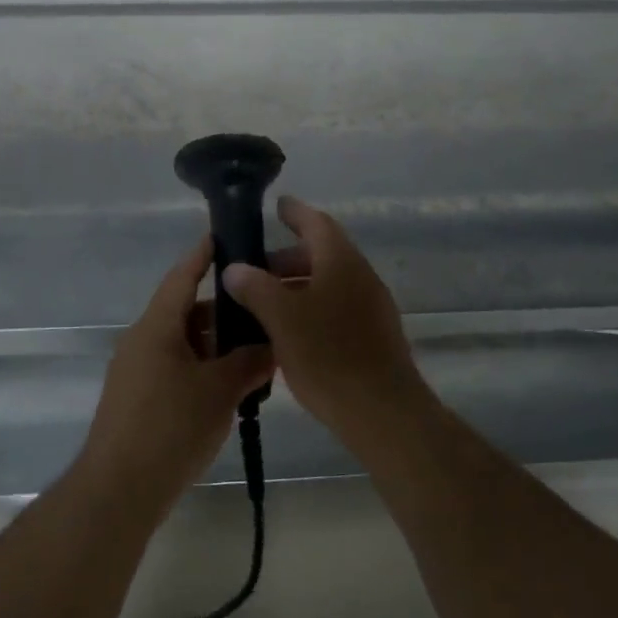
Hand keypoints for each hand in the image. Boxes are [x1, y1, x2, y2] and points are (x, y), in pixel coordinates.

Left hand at [81, 238, 274, 503]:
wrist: (119, 490)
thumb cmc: (170, 428)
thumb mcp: (219, 392)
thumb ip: (249, 363)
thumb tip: (272, 346)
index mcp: (156, 327)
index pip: (182, 277)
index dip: (203, 255)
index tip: (225, 235)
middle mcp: (142, 341)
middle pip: (186, 312)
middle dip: (224, 311)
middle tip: (263, 308)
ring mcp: (137, 371)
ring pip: (183, 344)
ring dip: (216, 345)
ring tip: (257, 350)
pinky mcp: (138, 399)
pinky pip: (175, 368)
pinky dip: (203, 368)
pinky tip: (232, 385)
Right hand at [222, 197, 432, 436]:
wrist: (383, 412)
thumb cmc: (328, 356)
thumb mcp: (281, 319)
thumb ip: (255, 288)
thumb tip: (235, 268)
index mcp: (341, 262)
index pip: (317, 224)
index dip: (295, 213)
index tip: (277, 205)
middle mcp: (361, 277)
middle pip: (322, 255)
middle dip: (287, 259)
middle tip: (254, 270)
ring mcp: (372, 308)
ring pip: (329, 284)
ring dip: (297, 286)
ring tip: (264, 304)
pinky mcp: (374, 336)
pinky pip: (337, 308)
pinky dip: (311, 308)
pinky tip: (289, 333)